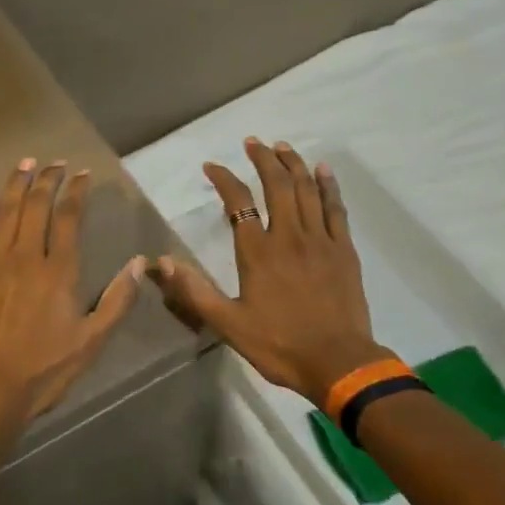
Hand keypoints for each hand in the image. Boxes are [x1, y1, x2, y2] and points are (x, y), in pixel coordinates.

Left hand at [0, 158, 145, 428]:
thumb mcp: (92, 340)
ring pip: (5, 213)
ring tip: (25, 164)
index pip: (69, 218)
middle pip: (36, 207)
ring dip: (16, 185)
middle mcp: (26, 258)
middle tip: (54, 162)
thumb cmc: (45, 368)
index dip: (76, 191)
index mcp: (59, 271)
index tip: (82, 174)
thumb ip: (117, 300)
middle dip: (47, 180)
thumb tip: (139, 263)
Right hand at [150, 138, 387, 405]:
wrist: (338, 362)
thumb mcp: (228, 324)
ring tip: (283, 146)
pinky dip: (328, 186)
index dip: (224, 180)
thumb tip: (160, 263)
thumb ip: (195, 292)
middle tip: (254, 142)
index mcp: (258, 253)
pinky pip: (335, 208)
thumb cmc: (279, 345)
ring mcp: (320, 240)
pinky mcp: (344, 250)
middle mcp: (289, 236)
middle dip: (264, 159)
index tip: (212, 167)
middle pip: (277, 185)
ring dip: (293, 164)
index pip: (237, 203)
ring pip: (306, 190)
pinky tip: (323, 170)